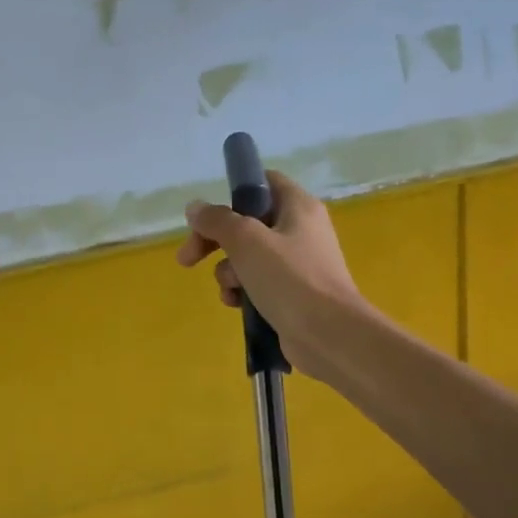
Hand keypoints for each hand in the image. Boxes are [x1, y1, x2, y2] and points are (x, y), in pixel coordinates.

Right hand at [176, 170, 369, 381]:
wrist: (329, 335)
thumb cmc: (289, 278)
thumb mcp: (246, 241)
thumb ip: (217, 220)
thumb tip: (195, 207)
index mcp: (298, 206)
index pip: (263, 182)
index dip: (233, 192)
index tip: (208, 214)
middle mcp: (300, 229)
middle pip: (247, 222)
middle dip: (215, 240)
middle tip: (188, 258)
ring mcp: (298, 263)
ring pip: (248, 256)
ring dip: (228, 271)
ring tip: (230, 288)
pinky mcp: (294, 293)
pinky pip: (258, 282)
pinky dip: (243, 291)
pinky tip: (236, 305)